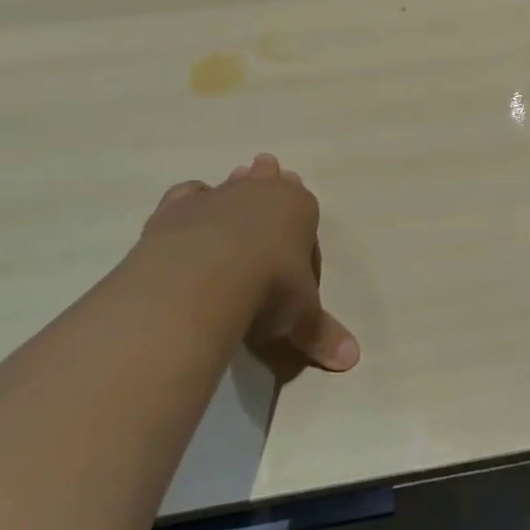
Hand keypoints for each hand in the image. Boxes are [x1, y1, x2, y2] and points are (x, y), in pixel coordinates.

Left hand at [131, 154, 359, 373]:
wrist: (202, 279)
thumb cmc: (269, 290)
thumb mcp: (301, 317)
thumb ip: (321, 333)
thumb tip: (352, 360)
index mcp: (300, 209)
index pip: (305, 206)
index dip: (301, 217)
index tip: (298, 221)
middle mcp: (261, 194)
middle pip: (269, 182)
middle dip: (270, 180)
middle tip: (268, 169)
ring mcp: (217, 197)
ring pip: (231, 183)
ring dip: (235, 184)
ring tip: (237, 178)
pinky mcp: (177, 209)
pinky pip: (188, 195)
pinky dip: (192, 199)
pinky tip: (190, 203)